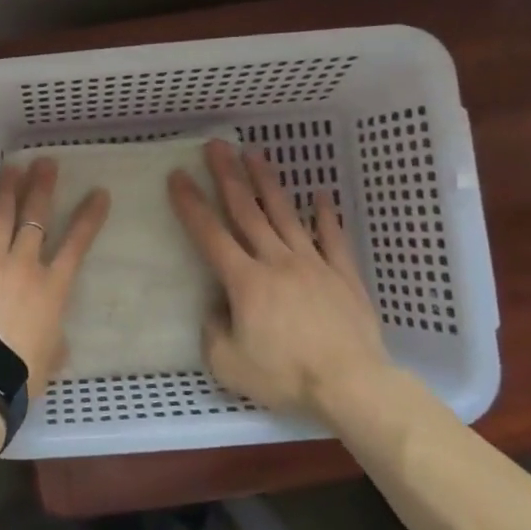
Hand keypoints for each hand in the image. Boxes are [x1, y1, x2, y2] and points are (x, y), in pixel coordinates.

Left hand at [0, 158, 110, 395]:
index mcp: (52, 289)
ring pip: (4, 212)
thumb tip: (57, 340)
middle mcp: (25, 263)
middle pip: (36, 218)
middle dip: (43, 188)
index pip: (76, 246)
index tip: (99, 193)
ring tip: (17, 164)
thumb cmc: (17, 375)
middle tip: (46, 163)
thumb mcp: (49, 358)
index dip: (88, 218)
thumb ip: (54, 340)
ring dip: (11, 185)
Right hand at [168, 139, 390, 417]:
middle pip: (247, 211)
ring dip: (268, 183)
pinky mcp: (344, 275)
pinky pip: (333, 238)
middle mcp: (276, 261)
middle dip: (228, 176)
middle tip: (217, 145)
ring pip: (286, 215)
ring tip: (255, 153)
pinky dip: (326, 215)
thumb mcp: (229, 366)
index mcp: (245, 281)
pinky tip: (321, 195)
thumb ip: (213, 333)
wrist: (352, 385)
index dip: (191, 204)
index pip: (210, 235)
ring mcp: (313, 264)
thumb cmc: (286, 376)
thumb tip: (217, 310)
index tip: (178, 176)